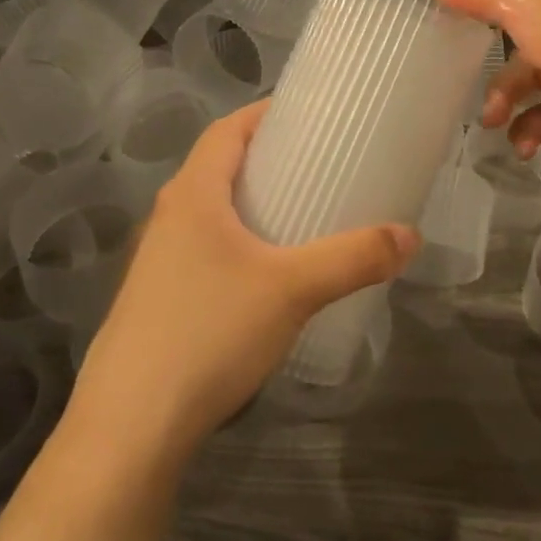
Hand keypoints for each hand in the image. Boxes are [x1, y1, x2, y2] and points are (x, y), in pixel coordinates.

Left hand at [69, 101, 417, 464]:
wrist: (131, 427)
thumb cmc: (209, 333)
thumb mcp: (293, 290)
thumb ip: (353, 258)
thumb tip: (410, 235)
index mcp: (193, 195)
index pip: (227, 131)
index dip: (264, 114)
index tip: (307, 113)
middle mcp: (169, 218)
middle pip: (218, 168)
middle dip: (266, 160)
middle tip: (318, 165)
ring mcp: (156, 263)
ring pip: (210, 214)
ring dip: (250, 205)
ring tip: (301, 216)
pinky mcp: (156, 302)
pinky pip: (204, 252)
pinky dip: (238, 245)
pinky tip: (267, 279)